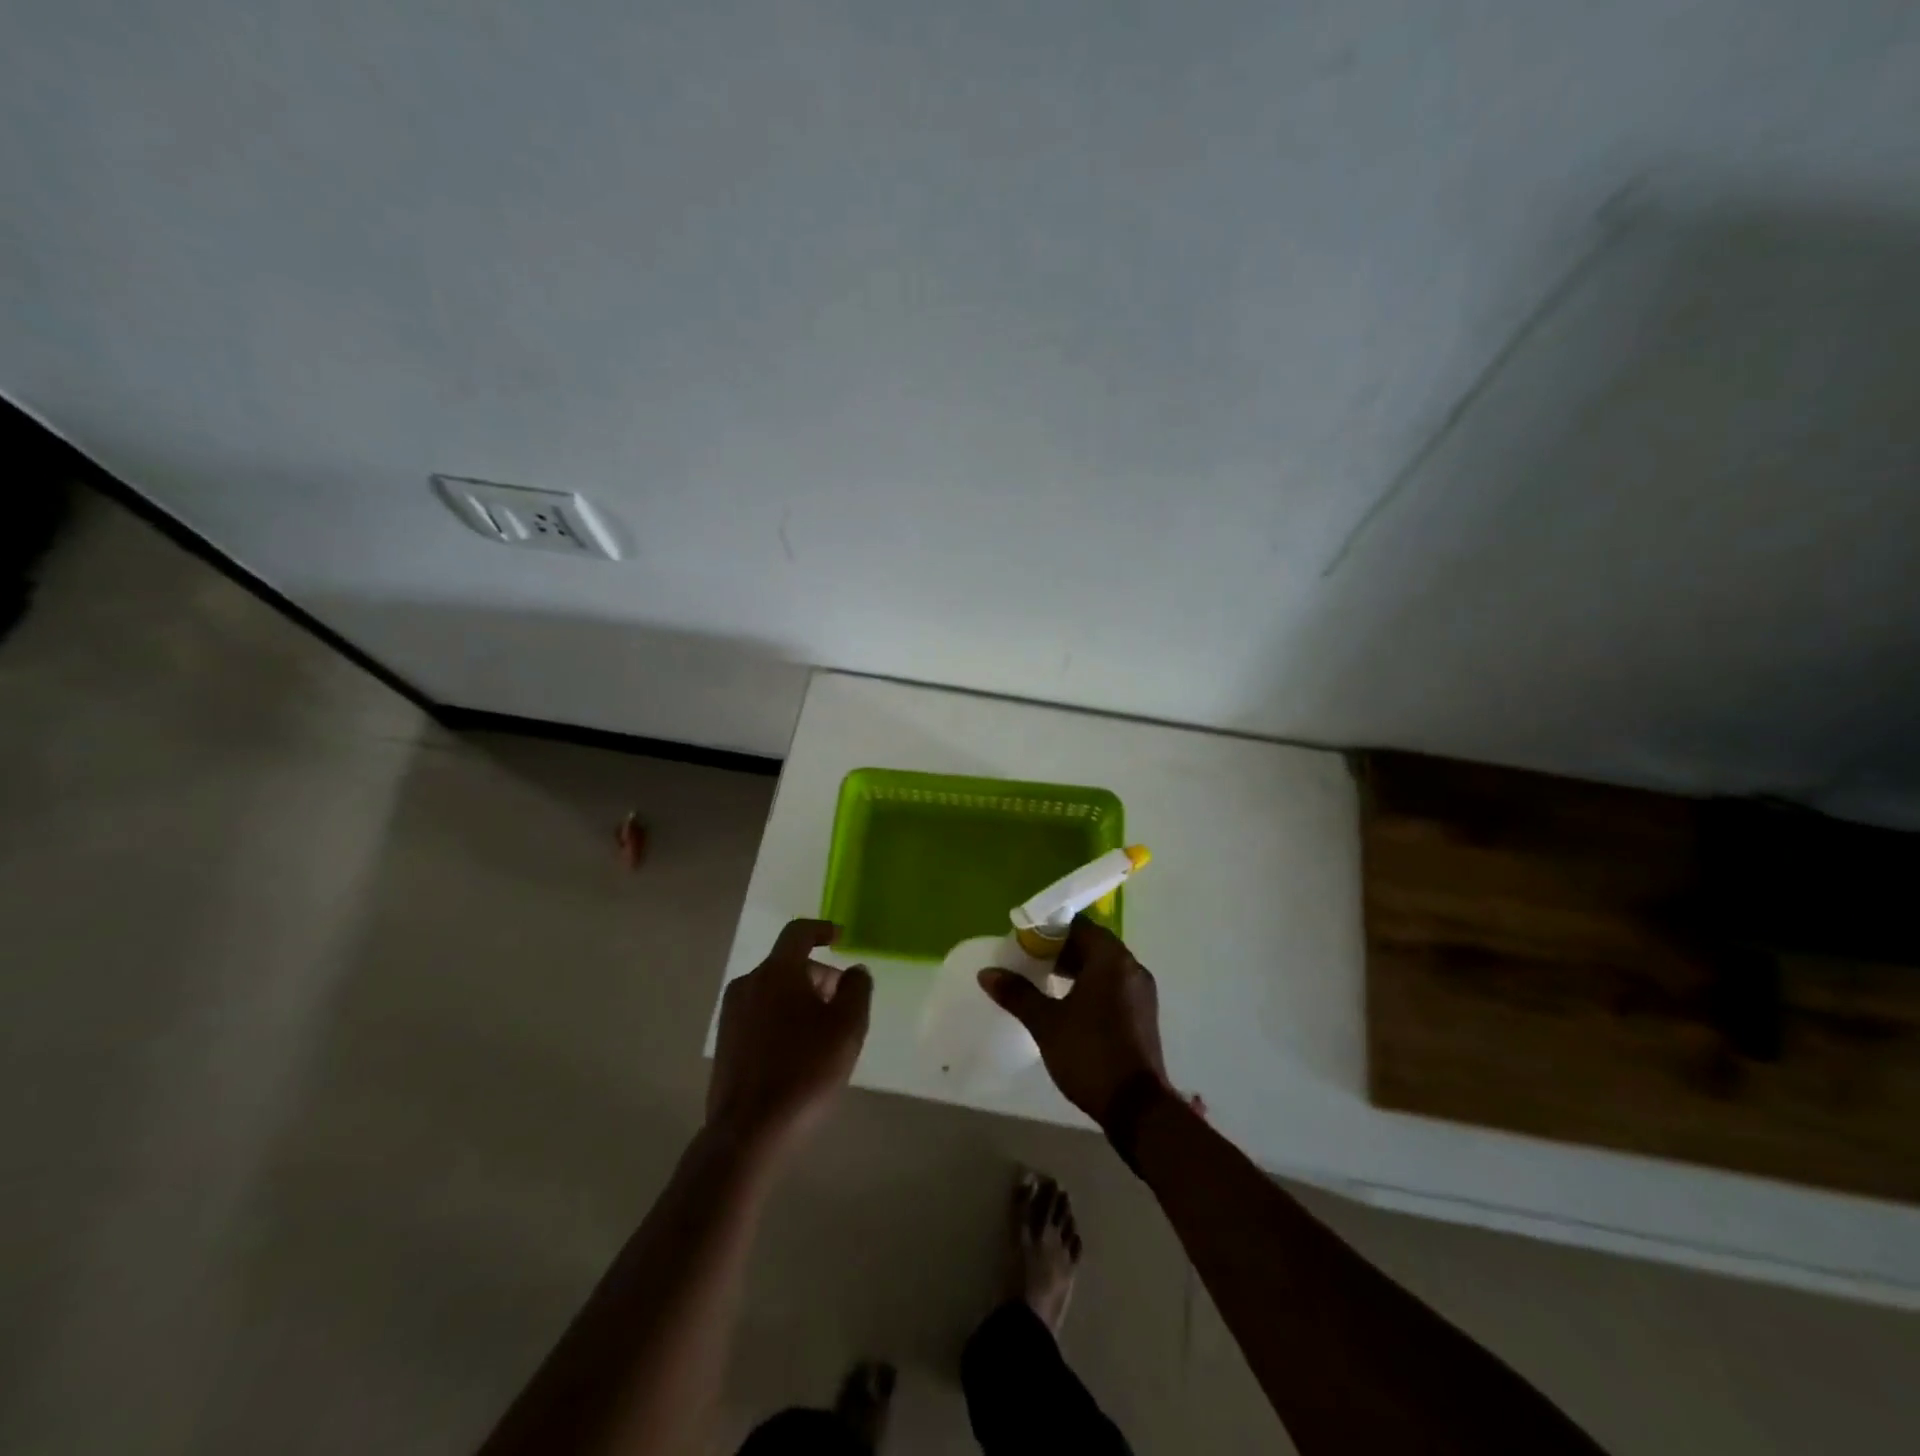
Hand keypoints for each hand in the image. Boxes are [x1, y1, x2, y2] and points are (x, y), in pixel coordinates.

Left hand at [707, 919, 872, 1161]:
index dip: (822, 930)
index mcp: (777, 972)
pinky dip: (782, 1019)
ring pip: (773, 991)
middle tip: (842, 1003)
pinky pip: (760, 1015)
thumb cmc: (805, 1070)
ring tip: (824, 1033)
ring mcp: (731, 1014)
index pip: (798, 932)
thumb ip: (856, 988)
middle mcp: (748, 984)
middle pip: (788, 964)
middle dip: (818, 975)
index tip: (840, 938)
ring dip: (800, 999)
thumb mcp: (847, 1027)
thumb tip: (853, 970)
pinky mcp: (725, 1043)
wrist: (749, 1133)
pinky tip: (799, 1053)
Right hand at [977, 916, 1169, 1126]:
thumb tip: (987, 973)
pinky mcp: (1144, 1014)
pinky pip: (1115, 985)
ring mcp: (1142, 992)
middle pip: (1093, 944)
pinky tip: (1071, 1006)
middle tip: (1031, 963)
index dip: (1050, 931)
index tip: (1025, 944)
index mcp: (1111, 959)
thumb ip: (1017, 993)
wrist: (1136, 1106)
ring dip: (1077, 969)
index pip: (1079, 926)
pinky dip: (1093, 986)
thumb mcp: (1046, 1023)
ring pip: (1105, 966)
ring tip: (1046, 984)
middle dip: (1062, 950)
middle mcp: (1131, 967)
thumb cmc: (1089, 1054)